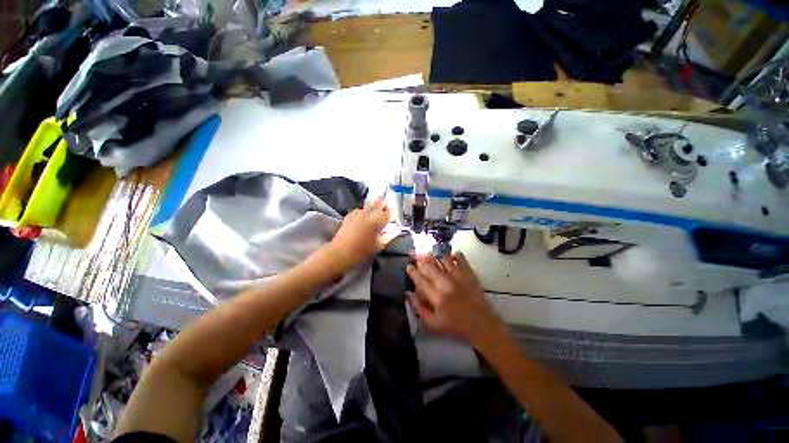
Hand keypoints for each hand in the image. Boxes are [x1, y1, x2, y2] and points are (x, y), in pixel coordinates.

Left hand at [324, 195, 397, 269]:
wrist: (341, 252)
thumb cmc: (362, 251)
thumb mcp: (379, 245)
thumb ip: (390, 236)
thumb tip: (396, 230)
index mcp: (378, 219)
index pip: (389, 210)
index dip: (391, 214)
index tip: (390, 219)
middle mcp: (369, 212)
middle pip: (380, 200)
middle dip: (384, 204)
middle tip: (384, 214)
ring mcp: (358, 212)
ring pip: (370, 205)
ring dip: (373, 209)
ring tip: (372, 219)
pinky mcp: (350, 215)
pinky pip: (360, 210)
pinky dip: (363, 213)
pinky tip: (362, 222)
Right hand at [406, 253, 504, 346]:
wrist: (481, 324)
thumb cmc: (455, 325)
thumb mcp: (432, 324)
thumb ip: (418, 308)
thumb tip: (408, 293)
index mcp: (437, 298)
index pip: (420, 280)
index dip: (412, 272)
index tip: (409, 266)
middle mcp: (446, 284)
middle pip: (429, 267)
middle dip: (421, 261)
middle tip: (417, 258)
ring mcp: (459, 277)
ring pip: (443, 259)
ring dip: (435, 257)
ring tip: (431, 257)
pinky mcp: (469, 273)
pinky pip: (460, 258)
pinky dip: (453, 255)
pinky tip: (450, 257)